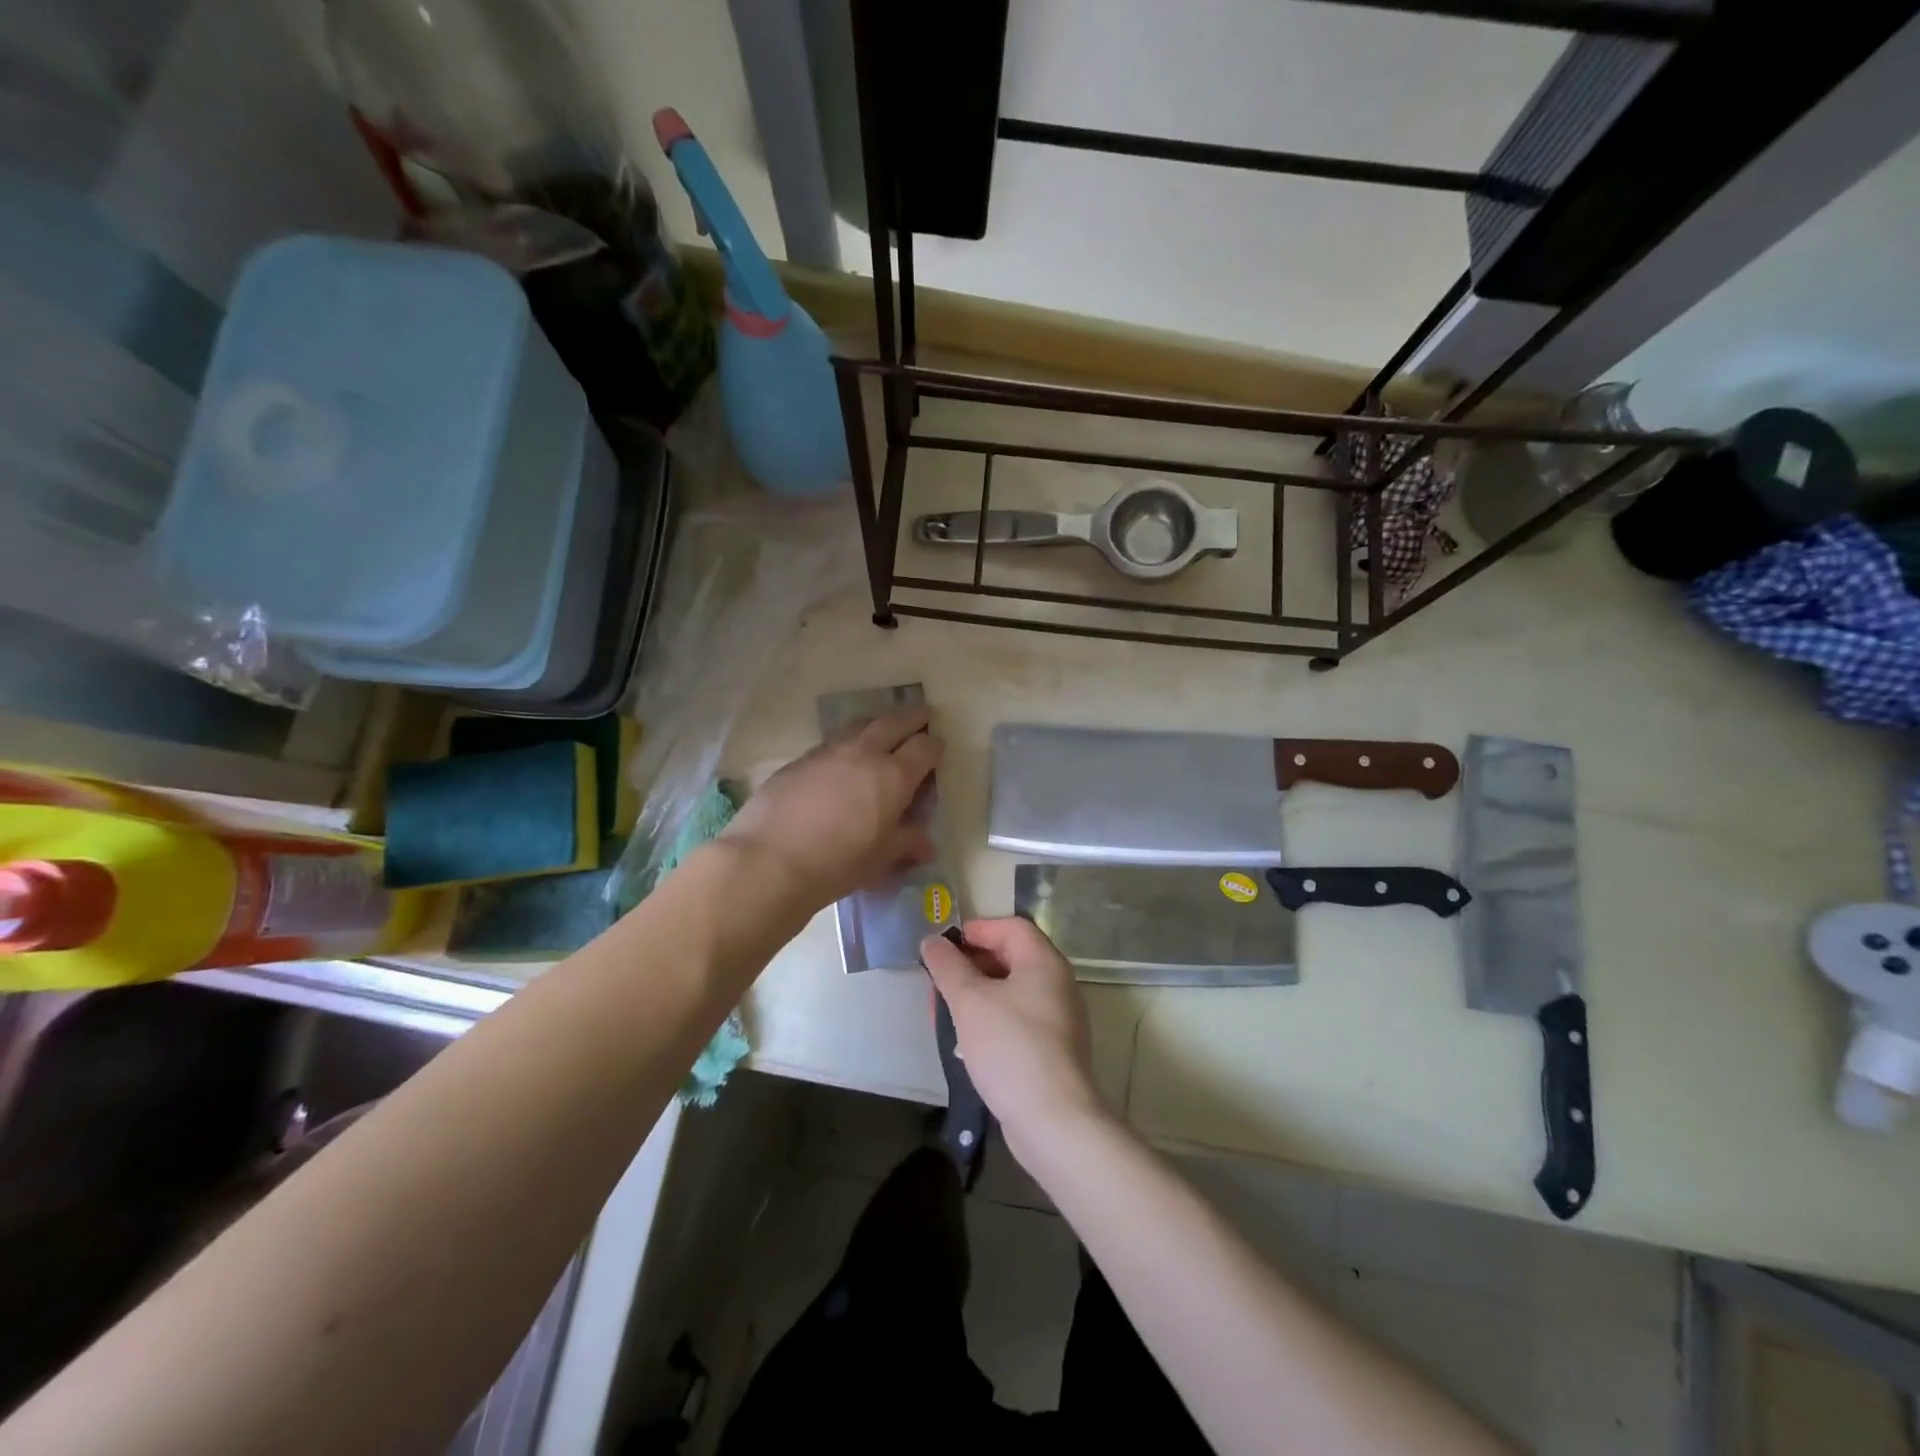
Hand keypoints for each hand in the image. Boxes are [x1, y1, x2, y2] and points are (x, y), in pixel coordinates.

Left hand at [720, 704, 942, 913]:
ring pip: (859, 725)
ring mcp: (828, 752)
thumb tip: (926, 844)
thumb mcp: (880, 859)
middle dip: (911, 716)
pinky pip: (831, 742)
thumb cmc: (837, 864)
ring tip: (882, 727)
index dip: (935, 745)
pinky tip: (841, 758)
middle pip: (893, 722)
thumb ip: (905, 843)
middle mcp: (864, 753)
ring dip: (876, 723)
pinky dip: (846, 742)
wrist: (769, 860)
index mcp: (894, 776)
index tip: (938, 746)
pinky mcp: (799, 760)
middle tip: (922, 713)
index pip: (924, 748)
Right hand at [921, 917, 1110, 1156]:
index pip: (1011, 926)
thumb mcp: (970, 1001)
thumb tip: (932, 941)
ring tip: (947, 1009)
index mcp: (1044, 962)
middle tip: (940, 977)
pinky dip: (992, 1018)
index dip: (976, 929)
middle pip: (1012, 956)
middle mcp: (1058, 983)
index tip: (943, 945)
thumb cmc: (1010, 1047)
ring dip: (979, 993)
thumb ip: (948, 966)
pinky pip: (1018, 1018)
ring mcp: (1059, 1017)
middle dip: (972, 963)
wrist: (1053, 1120)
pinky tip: (968, 1041)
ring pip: (1012, 990)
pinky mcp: (1053, 1048)